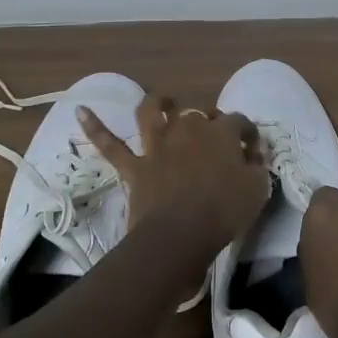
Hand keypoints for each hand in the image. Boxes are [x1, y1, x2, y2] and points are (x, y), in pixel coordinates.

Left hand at [79, 94, 269, 252]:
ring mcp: (158, 146)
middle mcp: (188, 129)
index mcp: (221, 133)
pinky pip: (110, 145)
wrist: (180, 236)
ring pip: (152, 113)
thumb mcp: (258, 189)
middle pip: (199, 114)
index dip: (247, 134)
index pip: (239, 122)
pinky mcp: (135, 167)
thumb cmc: (225, 212)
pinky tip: (79, 111)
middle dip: (209, 120)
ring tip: (162, 102)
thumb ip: (257, 166)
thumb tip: (254, 154)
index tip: (252, 150)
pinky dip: (94, 127)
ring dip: (157, 103)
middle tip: (215, 139)